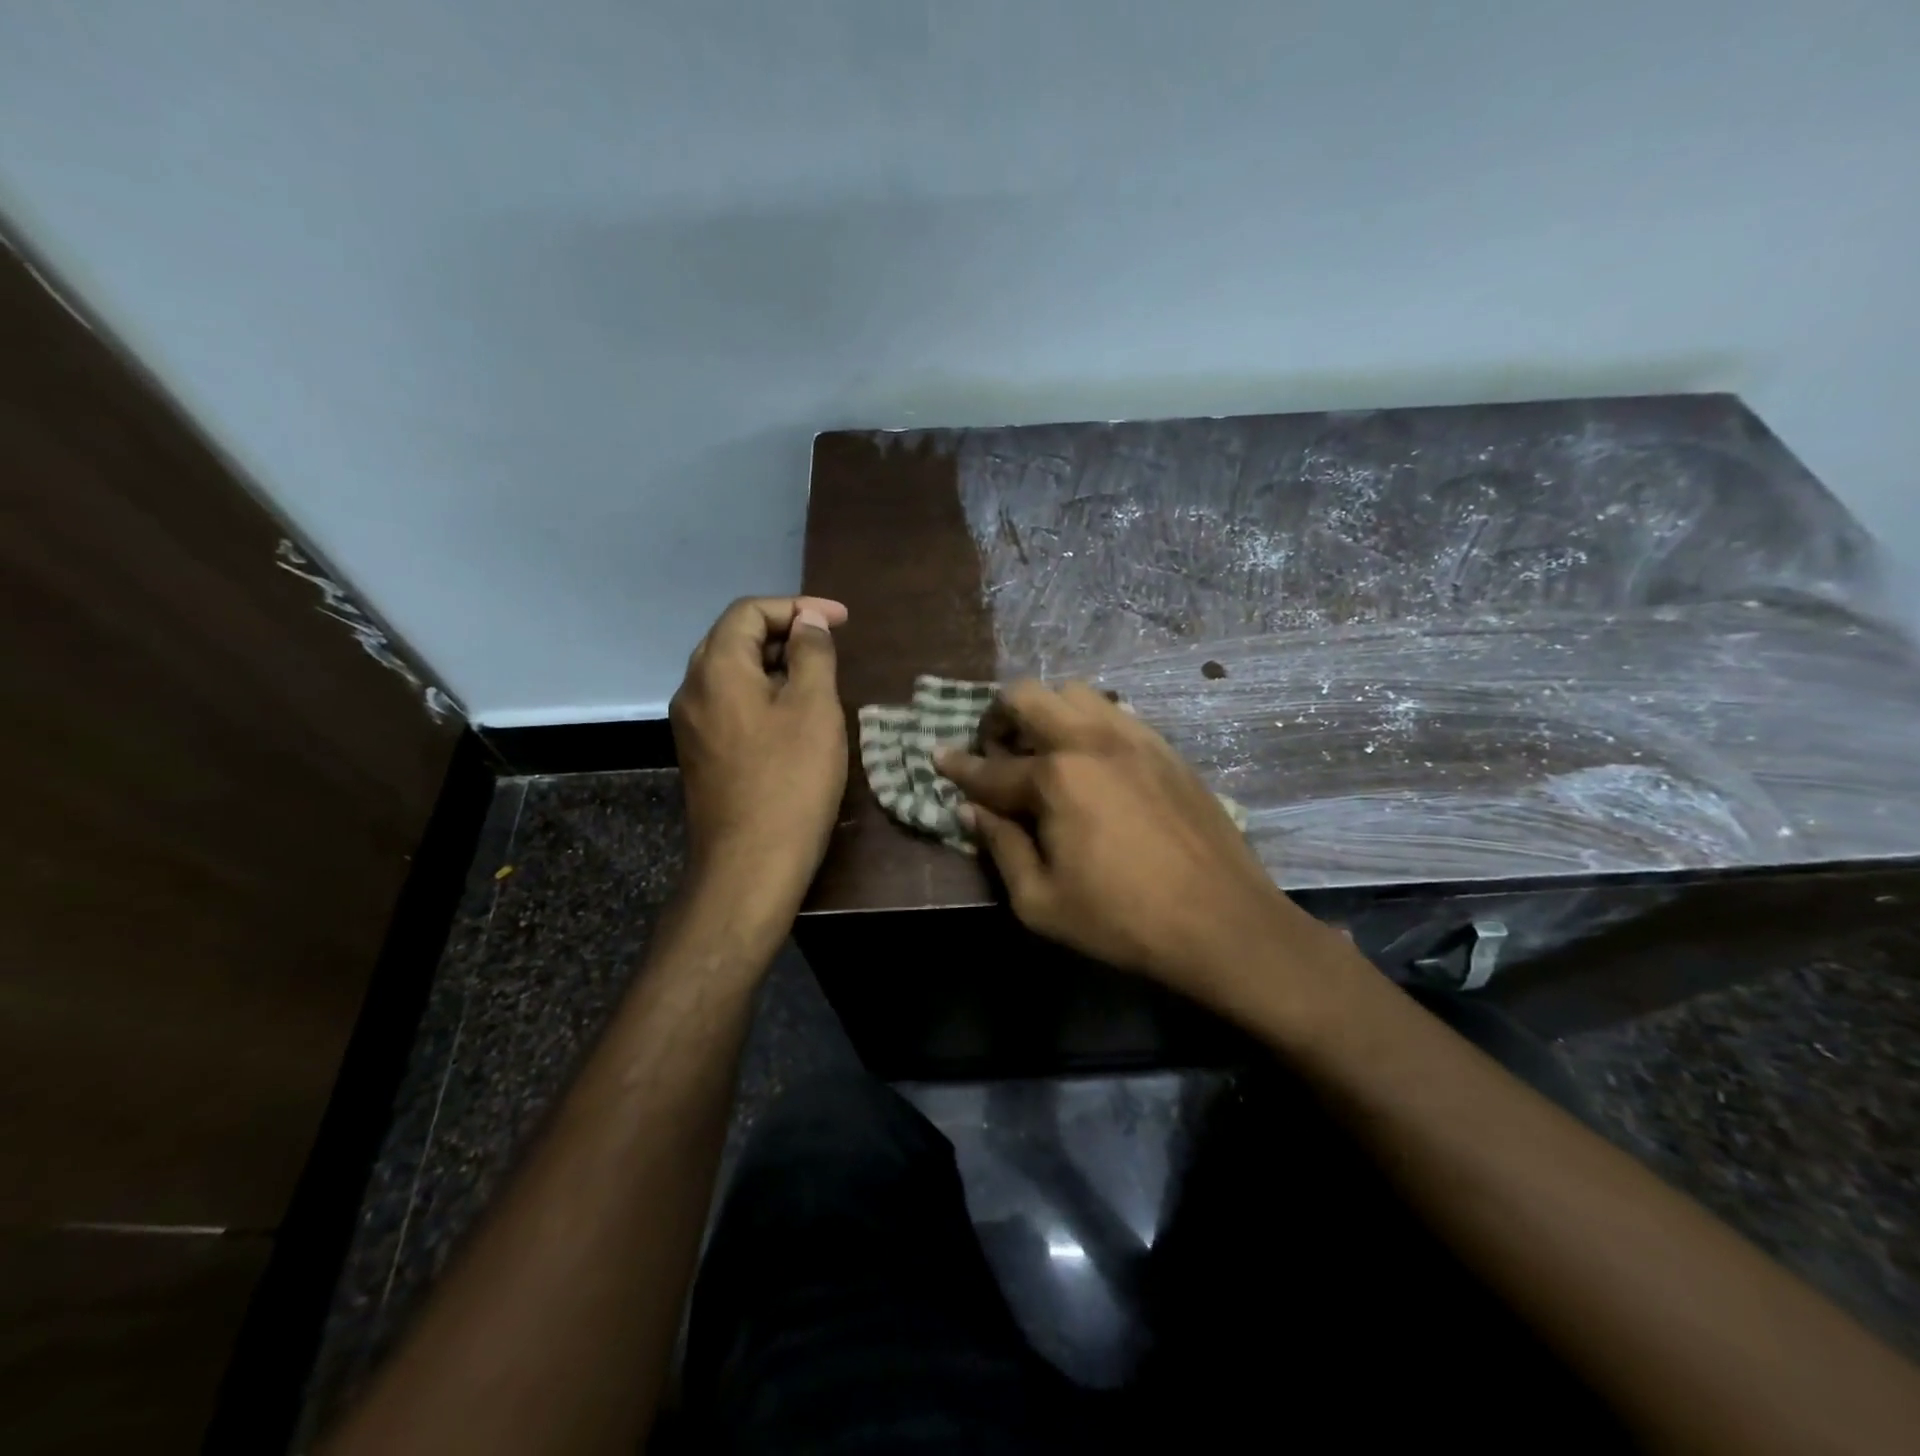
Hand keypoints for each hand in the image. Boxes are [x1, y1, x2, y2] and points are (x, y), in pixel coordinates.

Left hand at [669, 596, 848, 913]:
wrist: (750, 865)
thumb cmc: (790, 781)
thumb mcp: (814, 709)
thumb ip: (812, 654)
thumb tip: (807, 623)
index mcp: (717, 668)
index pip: (749, 612)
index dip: (798, 607)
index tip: (841, 621)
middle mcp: (693, 689)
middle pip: (735, 638)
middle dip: (784, 632)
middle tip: (829, 645)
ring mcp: (692, 724)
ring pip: (732, 673)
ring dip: (775, 664)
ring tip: (818, 677)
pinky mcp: (701, 752)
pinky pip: (730, 703)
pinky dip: (763, 693)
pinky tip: (794, 715)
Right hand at [935, 681, 1336, 1004]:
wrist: (1222, 923)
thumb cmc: (1122, 920)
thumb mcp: (1040, 901)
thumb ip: (1000, 847)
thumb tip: (972, 810)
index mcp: (1055, 778)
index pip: (990, 768)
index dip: (958, 766)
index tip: (938, 755)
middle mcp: (1090, 740)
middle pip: (1028, 695)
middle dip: (999, 716)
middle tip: (996, 751)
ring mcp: (1134, 737)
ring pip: (1075, 692)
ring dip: (1046, 712)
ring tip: (1044, 751)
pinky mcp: (1166, 748)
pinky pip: (1115, 712)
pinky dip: (1088, 723)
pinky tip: (1091, 760)